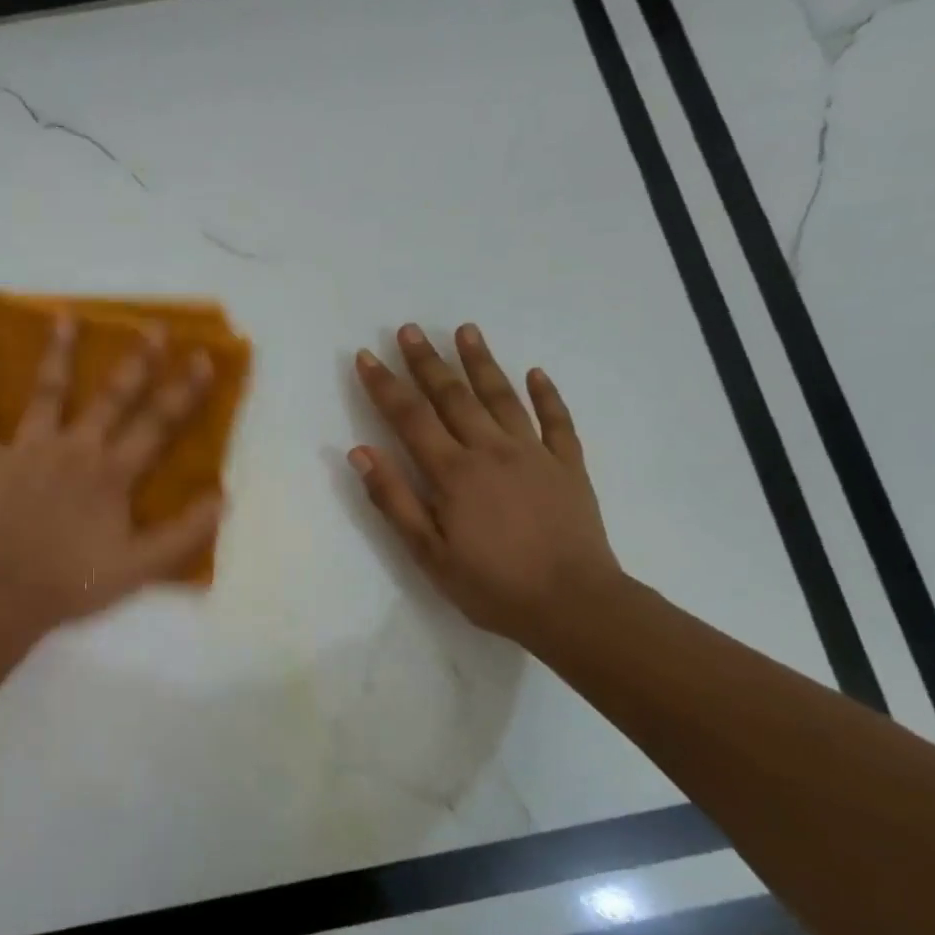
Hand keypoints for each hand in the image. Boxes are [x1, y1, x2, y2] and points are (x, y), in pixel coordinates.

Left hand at [0, 316, 222, 629]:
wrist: (3, 596)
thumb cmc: (73, 581)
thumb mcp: (141, 567)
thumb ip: (184, 533)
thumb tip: (222, 497)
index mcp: (112, 473)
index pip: (157, 424)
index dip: (183, 391)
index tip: (202, 357)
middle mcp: (74, 449)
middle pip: (110, 397)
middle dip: (136, 361)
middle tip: (151, 326)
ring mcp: (27, 450)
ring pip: (46, 393)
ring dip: (56, 354)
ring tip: (63, 316)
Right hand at [350, 323, 621, 648]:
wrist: (574, 605)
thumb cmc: (492, 585)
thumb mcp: (429, 553)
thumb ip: (394, 499)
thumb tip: (360, 452)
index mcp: (453, 472)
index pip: (410, 417)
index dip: (385, 385)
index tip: (367, 356)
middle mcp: (491, 450)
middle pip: (453, 396)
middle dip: (427, 361)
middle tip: (409, 329)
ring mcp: (534, 454)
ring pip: (503, 397)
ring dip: (481, 362)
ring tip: (466, 330)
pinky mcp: (568, 466)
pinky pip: (557, 421)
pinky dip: (546, 395)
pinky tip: (536, 373)